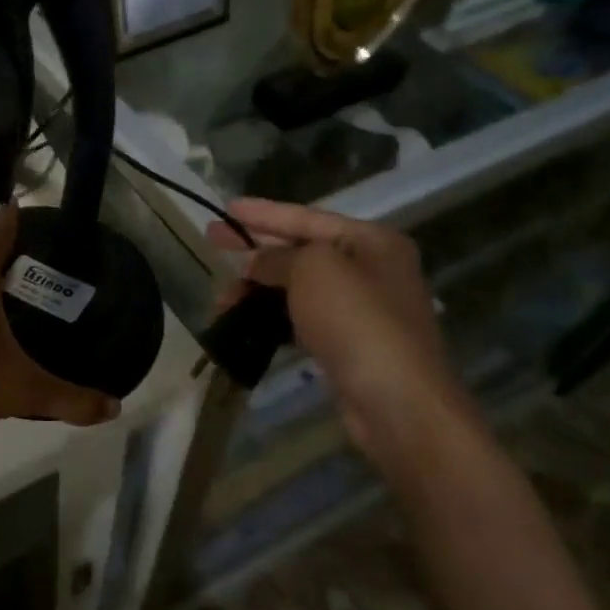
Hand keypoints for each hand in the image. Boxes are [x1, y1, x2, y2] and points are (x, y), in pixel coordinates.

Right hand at [206, 199, 475, 470]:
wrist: (396, 399)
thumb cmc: (356, 320)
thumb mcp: (312, 270)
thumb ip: (279, 257)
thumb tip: (257, 264)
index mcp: (371, 241)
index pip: (307, 217)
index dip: (263, 213)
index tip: (226, 210)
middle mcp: (371, 269)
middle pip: (301, 251)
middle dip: (255, 251)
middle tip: (212, 241)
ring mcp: (362, 309)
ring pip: (298, 288)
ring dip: (258, 291)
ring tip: (221, 301)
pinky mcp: (349, 344)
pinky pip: (302, 319)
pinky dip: (274, 318)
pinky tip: (247, 324)